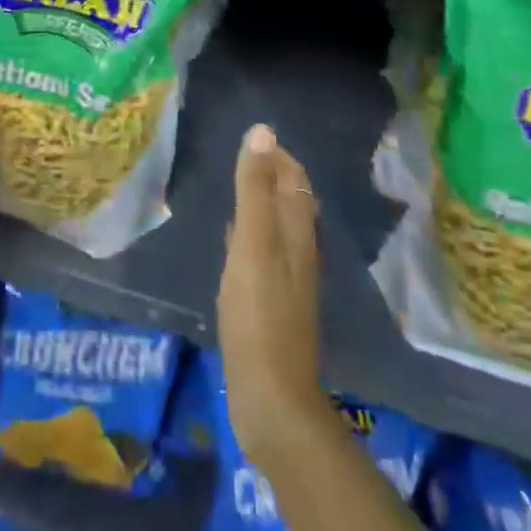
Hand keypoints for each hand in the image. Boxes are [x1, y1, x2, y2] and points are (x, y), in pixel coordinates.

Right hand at [218, 123, 324, 468]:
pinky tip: (231, 240)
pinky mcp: (271, 305)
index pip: (295, 180)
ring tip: (234, 188)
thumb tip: (263, 131)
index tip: (252, 137)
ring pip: (277, 228)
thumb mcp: (252, 243)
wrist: (271, 398)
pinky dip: (250, 235)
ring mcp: (287, 281)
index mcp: (298, 233)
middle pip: (290, 201)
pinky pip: (263, 255)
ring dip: (260, 204)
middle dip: (270, 175)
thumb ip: (255, 189)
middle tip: (239, 157)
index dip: (278, 156)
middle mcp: (299, 252)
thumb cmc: (259, 314)